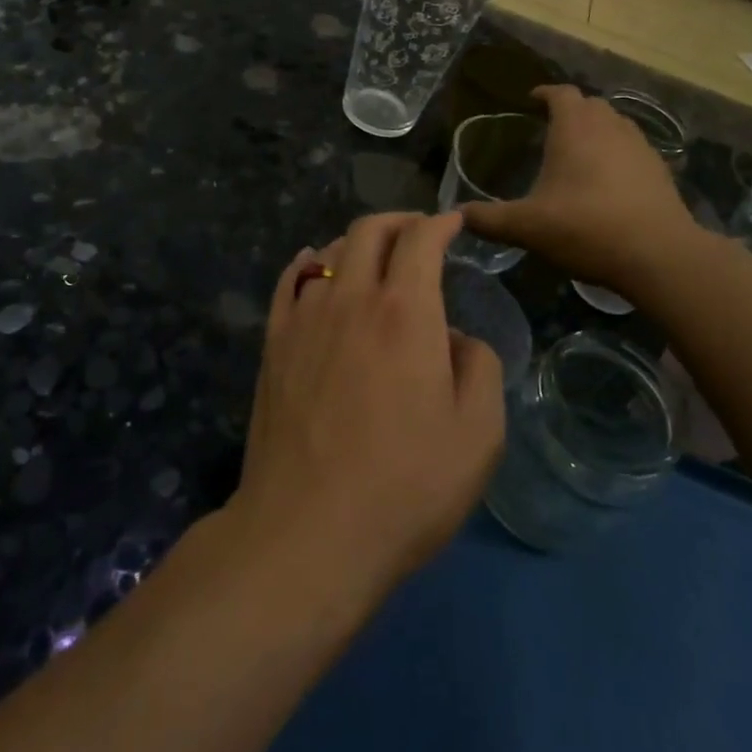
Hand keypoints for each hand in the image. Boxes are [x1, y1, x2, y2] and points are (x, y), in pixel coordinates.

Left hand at [230, 213, 503, 604]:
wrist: (308, 530)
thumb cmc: (405, 486)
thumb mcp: (478, 435)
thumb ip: (478, 366)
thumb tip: (452, 337)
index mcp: (405, 311)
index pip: (421, 239)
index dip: (441, 222)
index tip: (455, 222)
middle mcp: (351, 297)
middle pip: (370, 230)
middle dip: (400, 221)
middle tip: (419, 232)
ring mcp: (304, 317)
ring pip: (331, 252)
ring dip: (359, 243)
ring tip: (377, 258)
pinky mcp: (273, 343)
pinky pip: (291, 281)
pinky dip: (309, 262)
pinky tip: (316, 266)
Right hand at [461, 85, 703, 291]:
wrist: (658, 255)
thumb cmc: (585, 228)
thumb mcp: (526, 227)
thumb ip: (488, 219)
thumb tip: (456, 216)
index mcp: (575, 128)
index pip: (560, 93)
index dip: (544, 93)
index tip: (530, 101)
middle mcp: (610, 127)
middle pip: (590, 105)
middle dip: (570, 111)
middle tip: (549, 129)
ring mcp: (640, 146)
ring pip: (615, 124)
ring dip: (596, 130)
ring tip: (578, 153)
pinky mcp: (660, 170)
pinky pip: (632, 149)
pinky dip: (617, 154)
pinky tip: (608, 182)